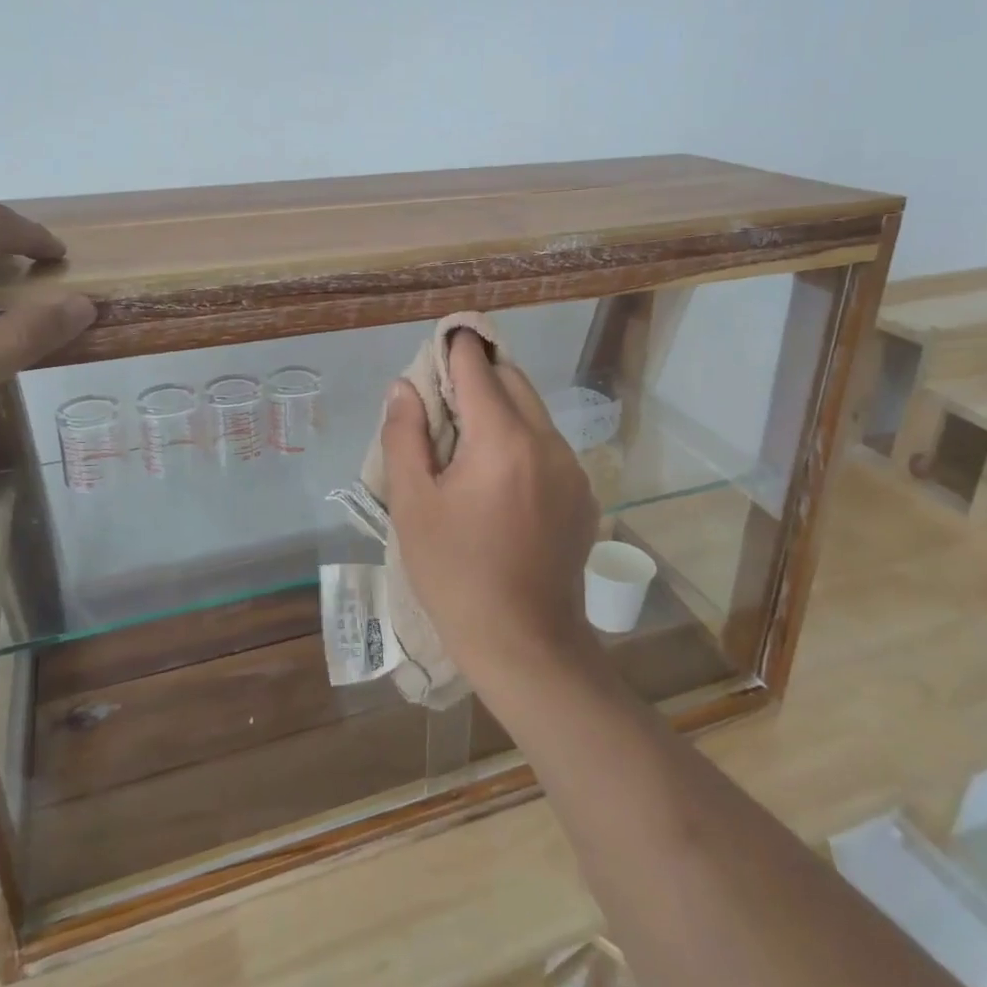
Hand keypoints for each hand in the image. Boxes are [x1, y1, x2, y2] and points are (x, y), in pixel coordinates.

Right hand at [381, 331, 600, 685]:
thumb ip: (405, 437)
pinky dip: (522, 441)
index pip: (477, 367)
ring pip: (534, 412)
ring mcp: (572, 468)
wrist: (524, 642)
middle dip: (478, 376)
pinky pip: (549, 446)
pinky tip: (500, 483)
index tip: (437, 345)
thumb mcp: (413, 506)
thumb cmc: (456, 574)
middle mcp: (546, 441)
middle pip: (512, 380)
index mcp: (502, 439)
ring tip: (467, 445)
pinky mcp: (583, 494)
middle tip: (443, 401)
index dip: (454, 348)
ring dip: (501, 409)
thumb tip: (403, 388)